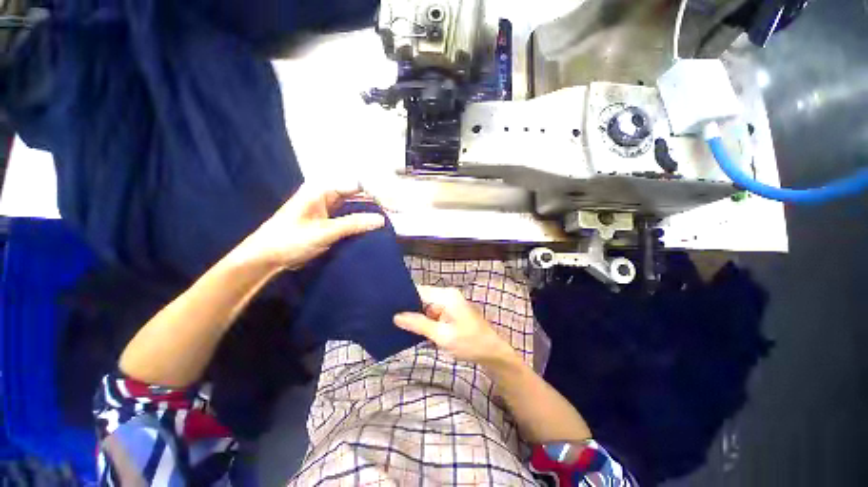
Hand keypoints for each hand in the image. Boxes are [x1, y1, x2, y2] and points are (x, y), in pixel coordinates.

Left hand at [236, 182, 385, 270]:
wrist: (267, 257)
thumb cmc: (290, 240)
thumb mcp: (324, 232)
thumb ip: (353, 224)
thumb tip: (381, 220)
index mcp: (322, 189)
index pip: (357, 184)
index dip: (378, 193)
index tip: (394, 205)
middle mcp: (327, 193)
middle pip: (359, 191)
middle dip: (379, 198)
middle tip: (398, 208)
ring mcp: (329, 205)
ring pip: (357, 202)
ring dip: (374, 207)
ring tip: (394, 213)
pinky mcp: (330, 218)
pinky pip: (352, 213)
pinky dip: (365, 217)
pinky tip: (377, 221)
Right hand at [394, 286, 516, 366]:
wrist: (492, 352)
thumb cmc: (469, 342)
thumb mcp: (442, 336)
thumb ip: (419, 324)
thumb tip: (396, 316)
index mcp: (446, 296)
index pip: (419, 291)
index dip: (403, 297)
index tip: (386, 306)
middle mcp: (447, 295)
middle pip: (421, 297)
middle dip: (408, 307)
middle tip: (387, 317)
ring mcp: (449, 303)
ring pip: (425, 305)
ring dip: (415, 315)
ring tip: (395, 323)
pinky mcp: (450, 311)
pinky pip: (432, 312)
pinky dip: (424, 319)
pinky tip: (412, 328)